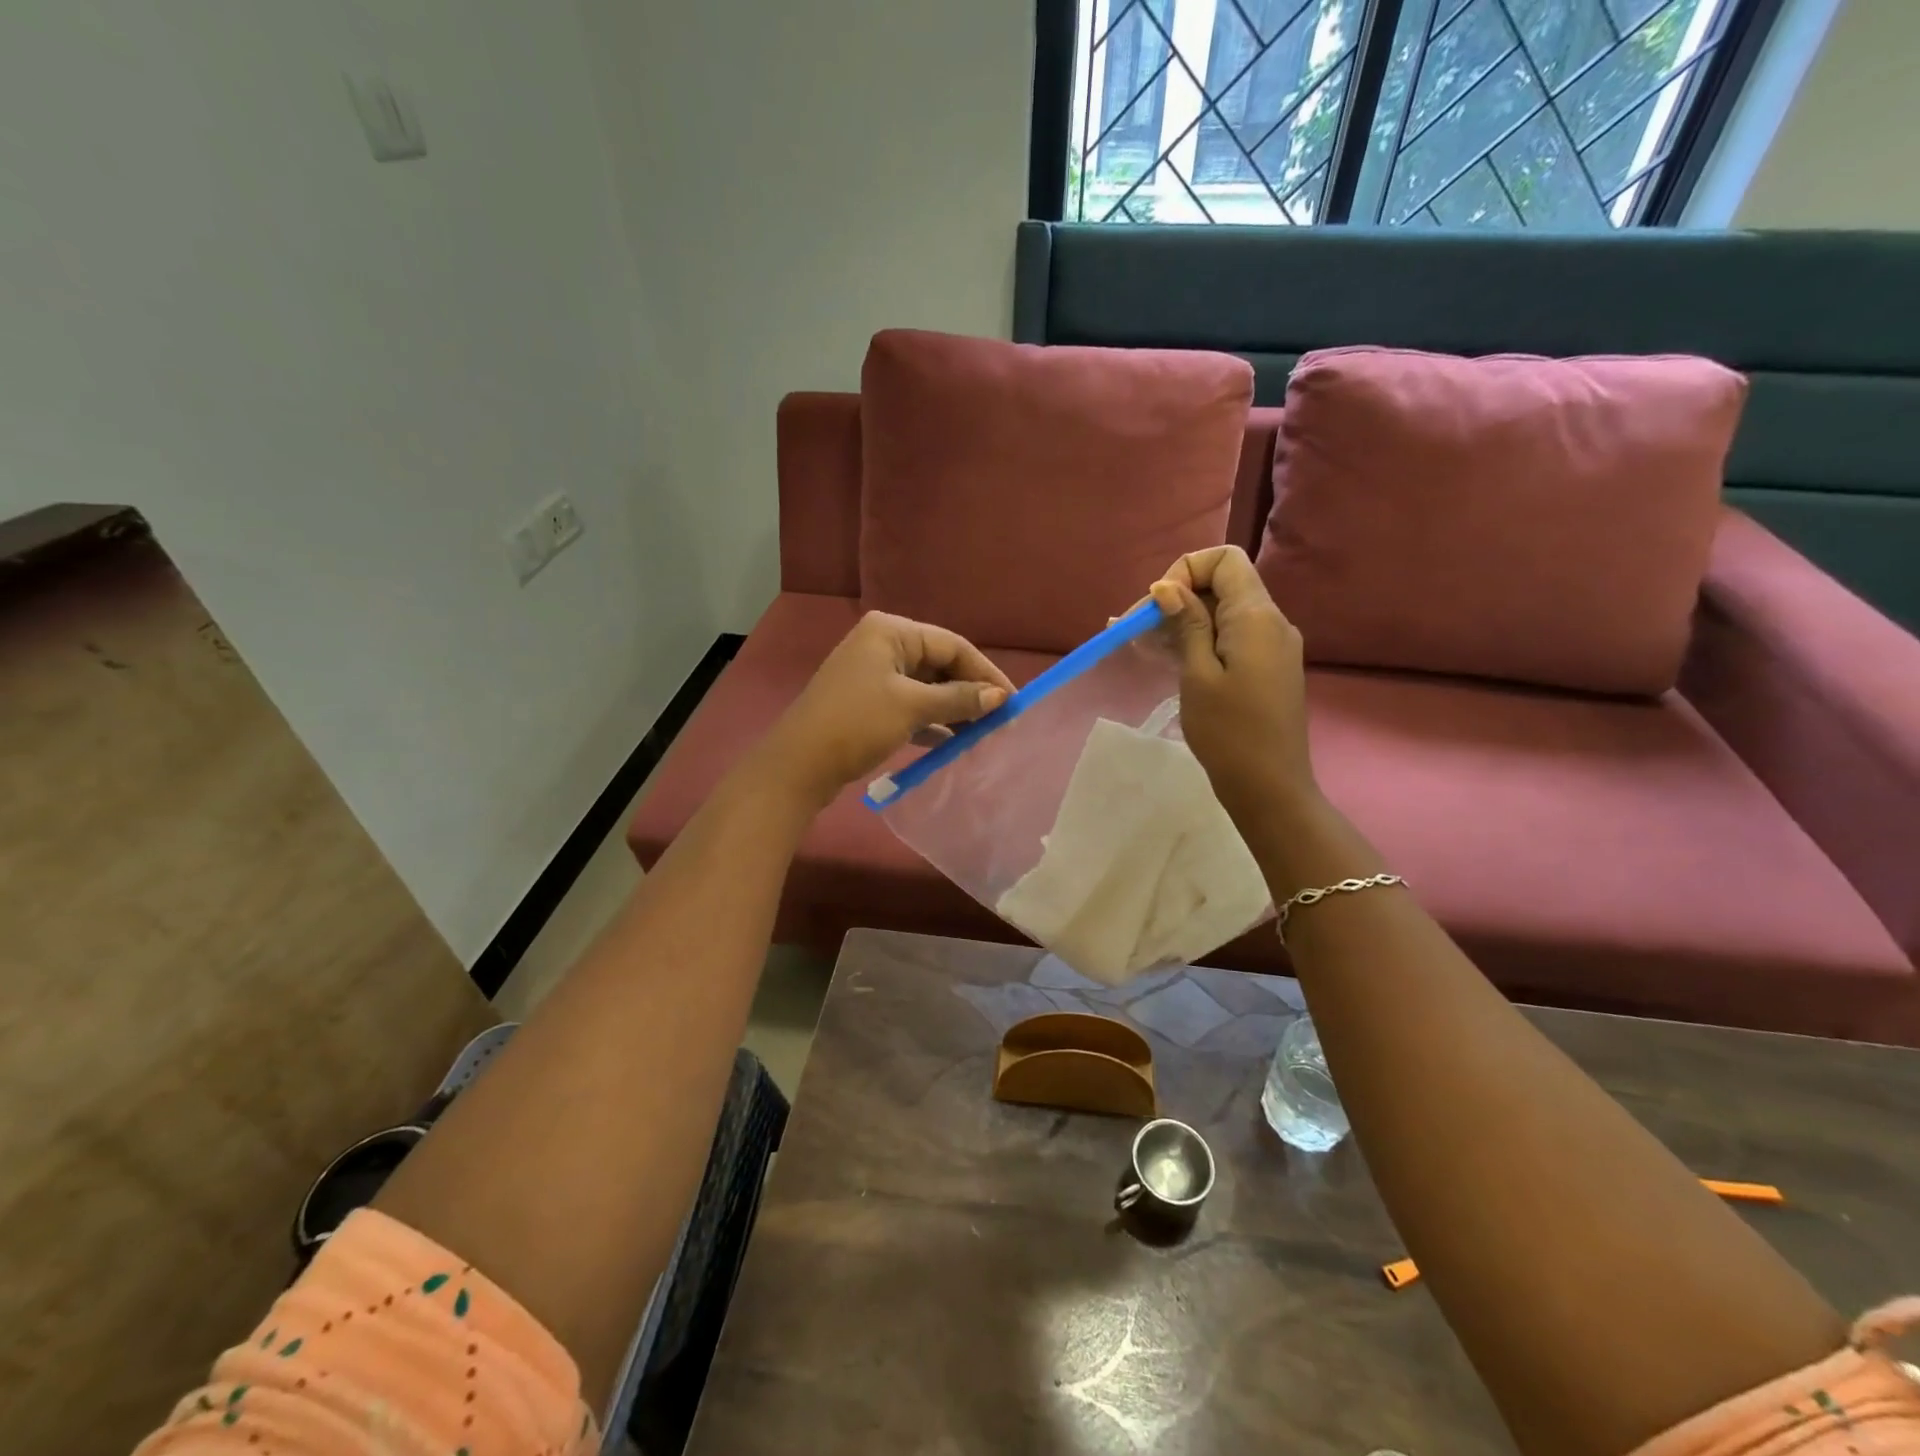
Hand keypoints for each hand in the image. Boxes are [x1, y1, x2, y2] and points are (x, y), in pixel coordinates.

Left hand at [758, 612, 1013, 809]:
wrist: (799, 765)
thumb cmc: (857, 724)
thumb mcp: (912, 707)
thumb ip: (959, 699)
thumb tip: (1000, 697)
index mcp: (891, 631)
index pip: (952, 645)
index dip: (985, 673)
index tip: (1013, 701)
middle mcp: (882, 644)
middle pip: (940, 664)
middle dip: (970, 692)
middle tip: (1001, 720)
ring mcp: (873, 674)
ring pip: (927, 687)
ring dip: (954, 709)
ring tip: (983, 733)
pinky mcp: (868, 702)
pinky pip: (911, 705)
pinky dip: (932, 720)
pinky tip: (953, 741)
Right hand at [1147, 546, 1316, 824]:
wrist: (1269, 786)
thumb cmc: (1228, 732)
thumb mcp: (1198, 674)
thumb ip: (1187, 624)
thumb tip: (1168, 587)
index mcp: (1257, 616)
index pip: (1225, 560)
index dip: (1186, 571)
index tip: (1158, 607)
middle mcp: (1271, 622)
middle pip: (1221, 586)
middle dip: (1176, 599)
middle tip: (1132, 630)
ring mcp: (1272, 646)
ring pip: (1223, 614)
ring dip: (1182, 622)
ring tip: (1139, 645)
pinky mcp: (1266, 668)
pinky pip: (1230, 638)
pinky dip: (1198, 641)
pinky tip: (1166, 658)